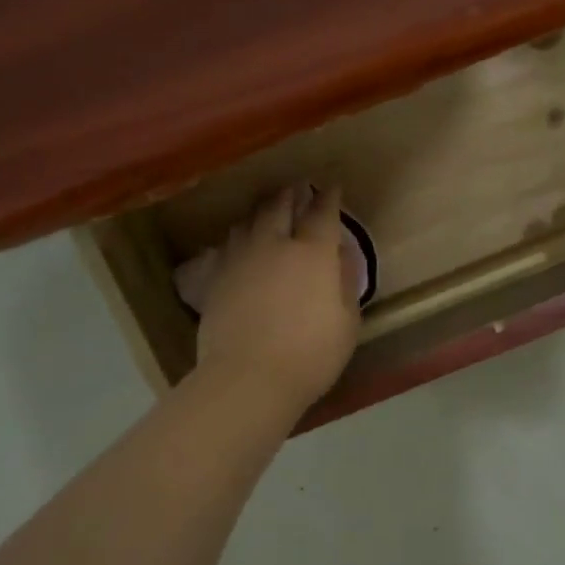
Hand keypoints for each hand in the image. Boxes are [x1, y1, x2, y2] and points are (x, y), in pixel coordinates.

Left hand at [194, 185, 361, 411]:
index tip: (331, 187)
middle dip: (290, 194)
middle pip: (279, 207)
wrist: (248, 377)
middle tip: (295, 188)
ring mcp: (240, 260)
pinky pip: (227, 247)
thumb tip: (340, 258)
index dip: (328, 198)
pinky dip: (238, 239)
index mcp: (312, 254)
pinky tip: (238, 245)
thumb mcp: (348, 323)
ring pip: (248, 222)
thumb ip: (345, 285)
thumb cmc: (311, 354)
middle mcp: (274, 246)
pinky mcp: (216, 279)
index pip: (322, 214)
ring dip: (260, 212)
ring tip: (265, 211)